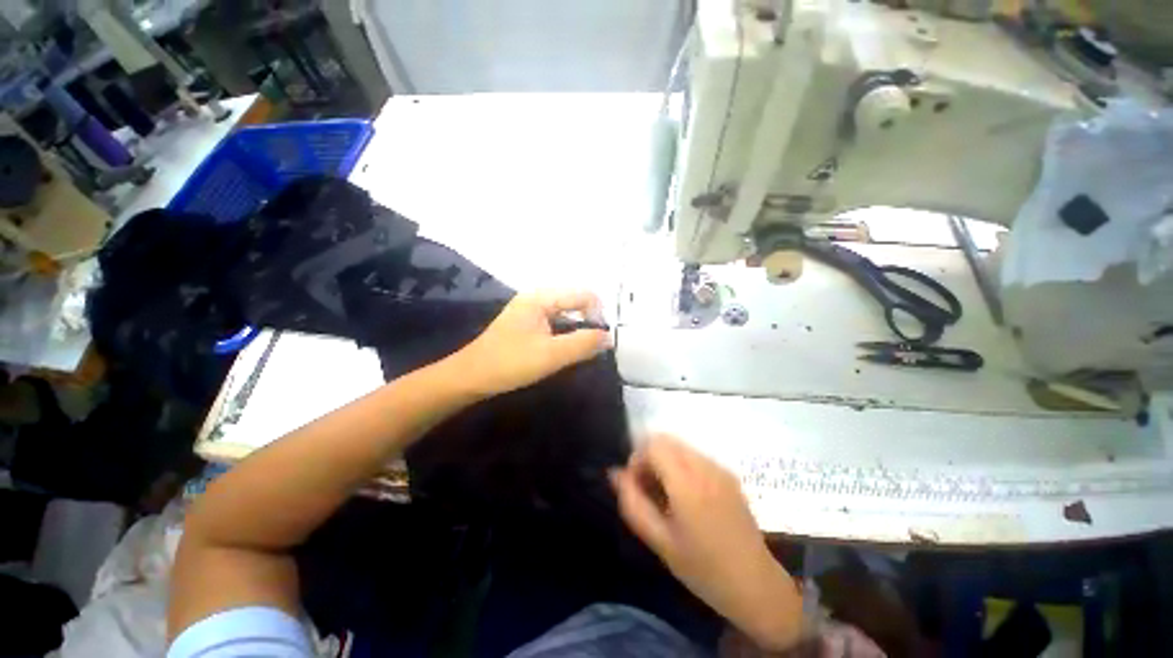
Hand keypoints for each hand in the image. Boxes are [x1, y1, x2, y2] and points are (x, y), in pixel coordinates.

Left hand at [449, 290, 609, 396]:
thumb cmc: (510, 363)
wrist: (470, 377)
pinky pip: (556, 322)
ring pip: (566, 313)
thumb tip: (609, 337)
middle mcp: (537, 298)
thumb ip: (583, 344)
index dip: (598, 315)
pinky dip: (566, 333)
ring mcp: (531, 310)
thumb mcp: (551, 355)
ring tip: (583, 349)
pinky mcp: (527, 323)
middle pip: (575, 301)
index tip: (601, 340)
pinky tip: (566, 349)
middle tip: (594, 346)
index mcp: (541, 297)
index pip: (584, 295)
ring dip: (578, 328)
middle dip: (589, 321)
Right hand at [610, 436, 802, 650]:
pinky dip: (680, 464)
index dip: (637, 458)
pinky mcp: (728, 474)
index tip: (635, 485)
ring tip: (665, 493)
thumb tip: (615, 473)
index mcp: (687, 483)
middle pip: (665, 439)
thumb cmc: (702, 569)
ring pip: (679, 446)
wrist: (755, 584)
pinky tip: (684, 495)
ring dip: (664, 460)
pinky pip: (694, 455)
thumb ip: (632, 502)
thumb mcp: (659, 541)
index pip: (653, 444)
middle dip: (649, 457)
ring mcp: (720, 468)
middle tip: (647, 489)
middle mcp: (705, 466)